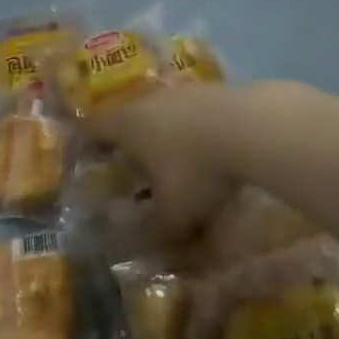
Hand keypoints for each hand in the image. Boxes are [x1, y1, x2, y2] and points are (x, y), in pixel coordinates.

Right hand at [88, 81, 244, 243]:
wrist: (253, 126)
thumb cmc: (197, 169)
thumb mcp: (175, 214)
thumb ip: (157, 233)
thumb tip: (149, 250)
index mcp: (126, 124)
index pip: (92, 128)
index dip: (86, 143)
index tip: (86, 158)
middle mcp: (148, 100)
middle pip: (127, 116)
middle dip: (129, 141)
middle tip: (133, 166)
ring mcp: (182, 90)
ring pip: (162, 111)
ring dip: (165, 133)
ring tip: (175, 159)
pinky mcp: (213, 88)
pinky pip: (193, 111)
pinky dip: (194, 128)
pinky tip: (210, 149)